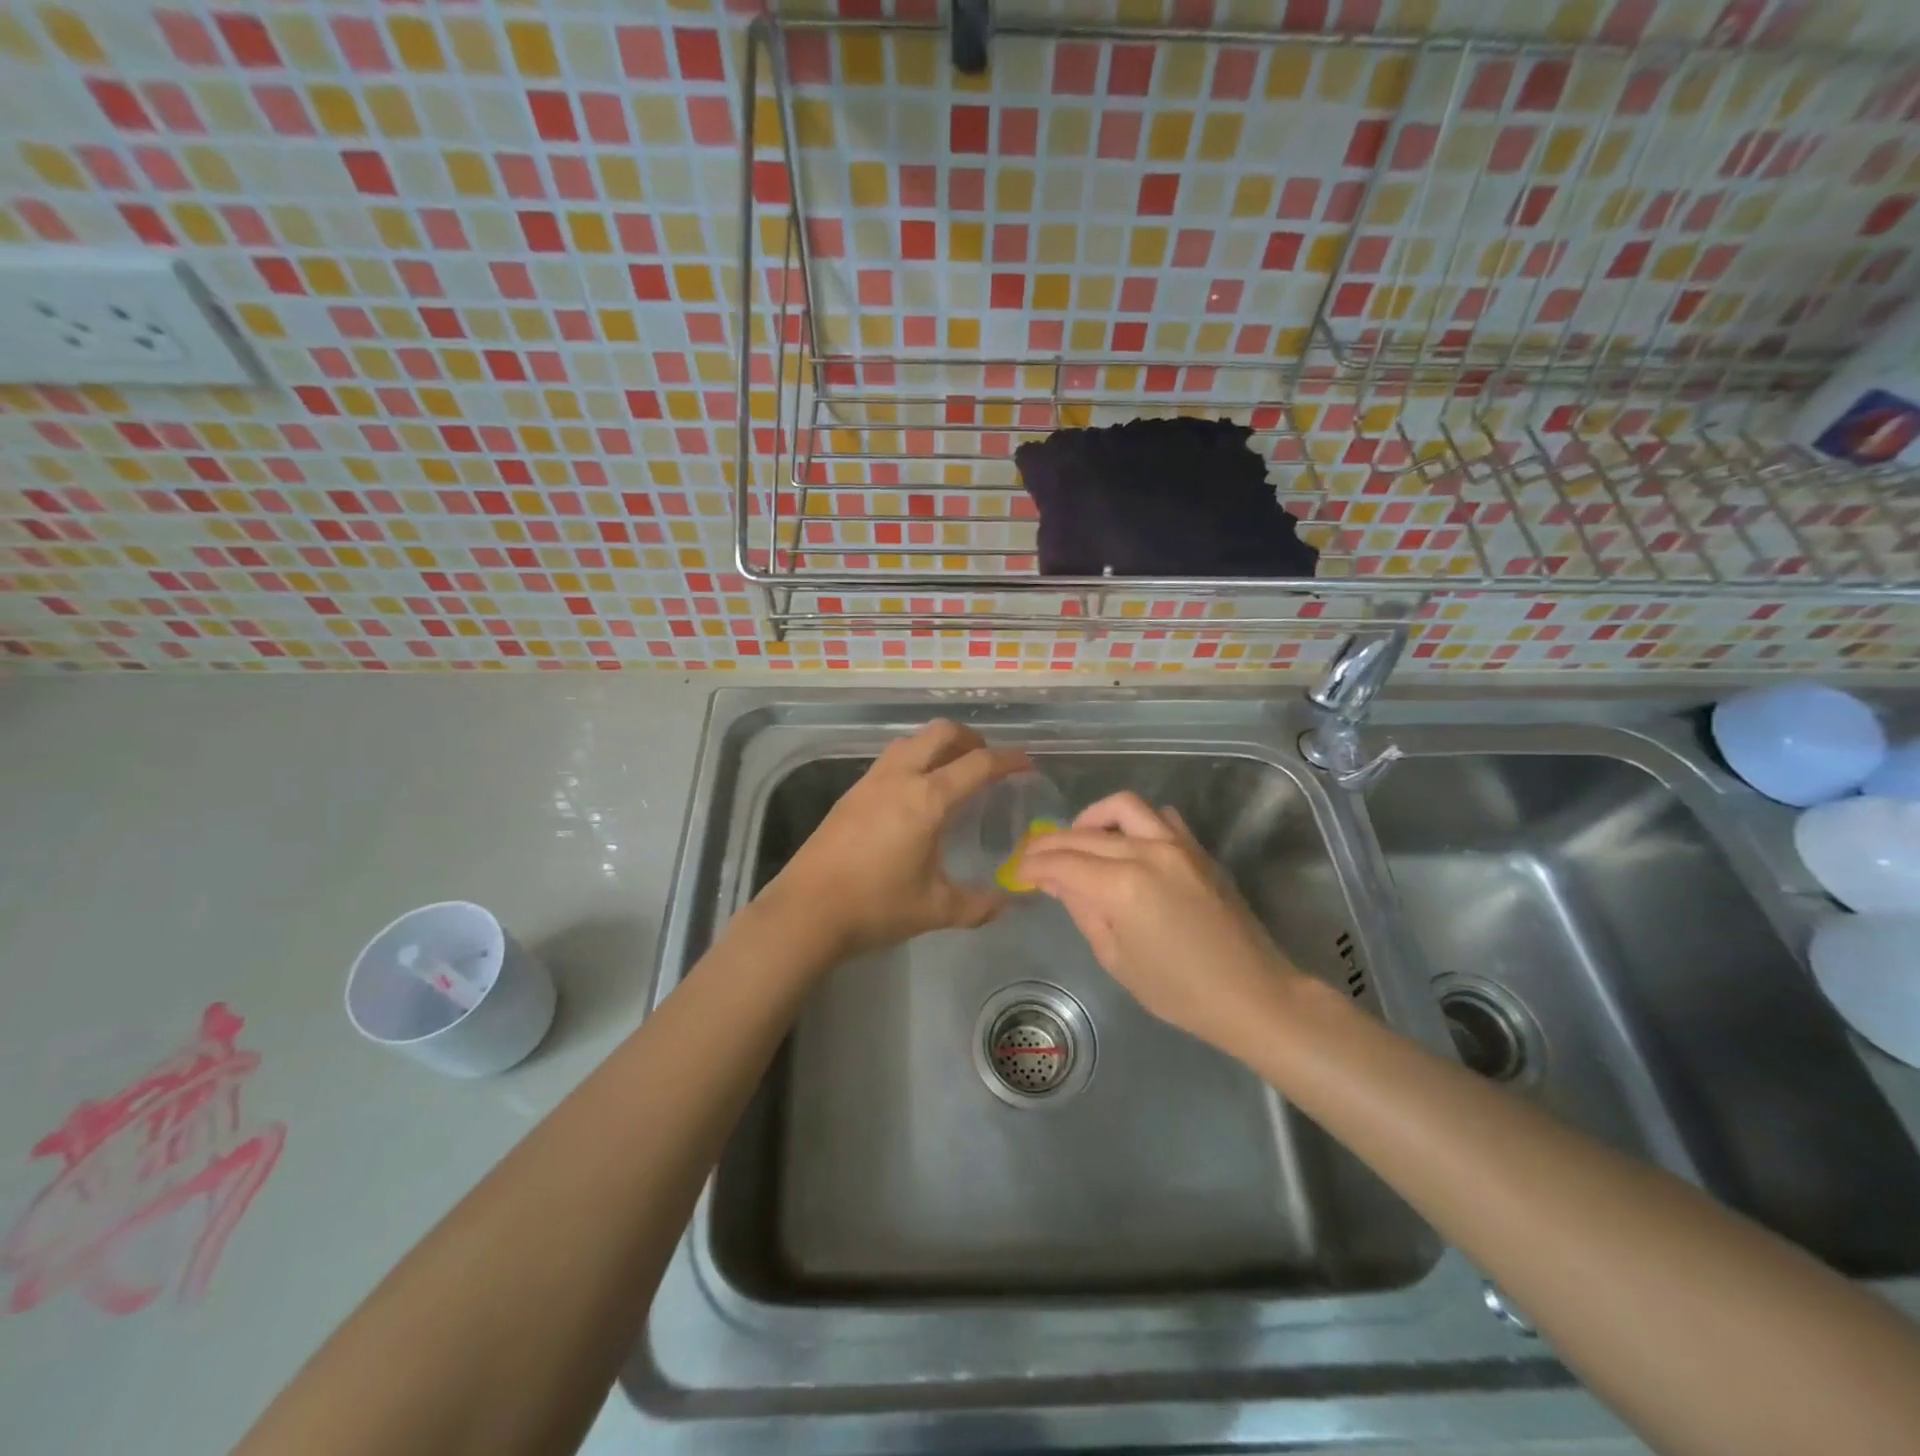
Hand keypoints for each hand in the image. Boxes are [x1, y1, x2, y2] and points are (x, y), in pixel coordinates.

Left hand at [764, 720, 1029, 958]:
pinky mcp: (851, 793)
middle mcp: (900, 777)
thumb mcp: (935, 909)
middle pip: (941, 733)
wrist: (806, 911)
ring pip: (911, 741)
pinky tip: (915, 794)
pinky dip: (914, 760)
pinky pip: (891, 759)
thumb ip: (978, 905)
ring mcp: (870, 781)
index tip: (1027, 764)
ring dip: (938, 745)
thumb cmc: (875, 907)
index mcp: (927, 799)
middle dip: (971, 739)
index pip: (978, 764)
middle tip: (987, 763)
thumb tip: (1007, 905)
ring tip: (953, 772)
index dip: (1008, 760)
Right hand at [1018, 792, 1301, 1056]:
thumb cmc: (1178, 991)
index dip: (1034, 864)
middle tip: (1034, 857)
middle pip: (1084, 834)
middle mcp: (1147, 852)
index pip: (1063, 862)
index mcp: (1122, 887)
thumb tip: (1057, 881)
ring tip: (1079, 840)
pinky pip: (1159, 817)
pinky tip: (1126, 843)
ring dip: (1092, 818)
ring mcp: (1177, 844)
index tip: (1018, 870)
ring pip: (1122, 807)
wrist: (1252, 994)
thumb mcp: (1116, 958)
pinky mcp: (1197, 849)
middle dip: (1051, 842)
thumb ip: (1083, 910)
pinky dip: (1134, 822)